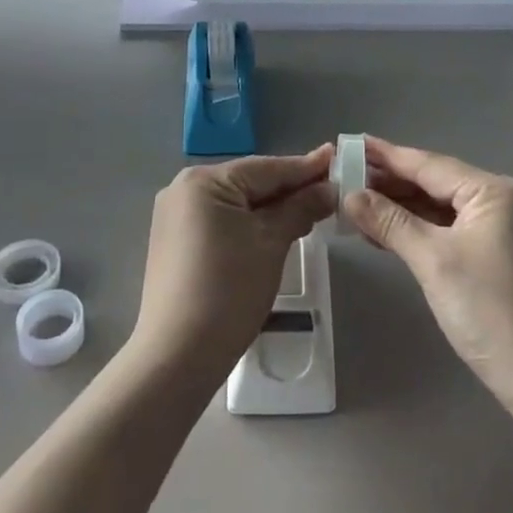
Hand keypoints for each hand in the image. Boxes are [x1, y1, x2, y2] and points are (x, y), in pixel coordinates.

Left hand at [131, 148, 334, 380]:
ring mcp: (176, 217)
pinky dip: (250, 224)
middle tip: (330, 189)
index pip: (266, 168)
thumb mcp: (271, 243)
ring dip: (272, 208)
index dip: (305, 167)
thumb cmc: (228, 290)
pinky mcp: (175, 242)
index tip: (337, 157)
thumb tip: (329, 188)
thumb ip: (300, 208)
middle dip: (290, 189)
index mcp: (203, 180)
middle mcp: (184, 189)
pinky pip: (221, 221)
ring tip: (311, 209)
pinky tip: (276, 230)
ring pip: (236, 203)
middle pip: (249, 183)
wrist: (178, 355)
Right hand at [342, 138, 512, 414]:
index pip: (428, 164)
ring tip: (355, 204)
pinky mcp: (495, 254)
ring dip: (400, 208)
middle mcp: (499, 200)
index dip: (386, 156)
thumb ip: (390, 222)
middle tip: (343, 176)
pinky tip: (385, 232)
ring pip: (440, 207)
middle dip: (390, 183)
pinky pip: (448, 229)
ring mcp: (500, 228)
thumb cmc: (489, 311)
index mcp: (491, 192)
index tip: (350, 143)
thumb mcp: (433, 261)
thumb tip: (349, 195)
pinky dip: (418, 229)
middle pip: (434, 182)